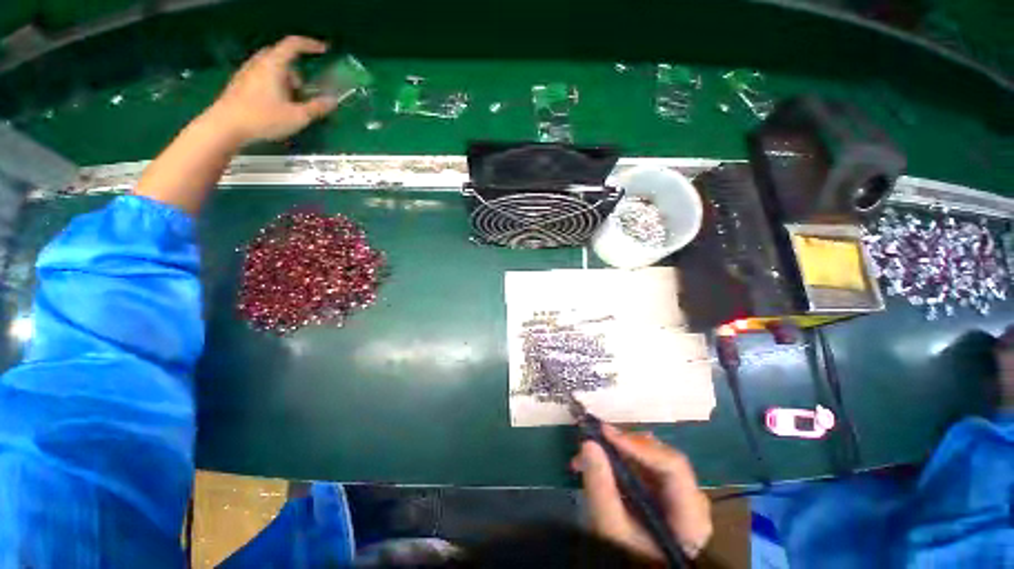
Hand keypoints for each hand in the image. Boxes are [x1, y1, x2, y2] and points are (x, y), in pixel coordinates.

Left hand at [206, 36, 340, 143]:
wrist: (225, 126)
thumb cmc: (263, 118)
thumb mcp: (297, 117)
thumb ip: (316, 108)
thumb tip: (332, 101)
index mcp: (273, 65)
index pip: (293, 45)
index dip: (310, 45)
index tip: (324, 50)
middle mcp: (258, 63)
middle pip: (281, 57)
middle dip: (296, 70)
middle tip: (304, 90)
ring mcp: (246, 73)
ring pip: (271, 68)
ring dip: (284, 80)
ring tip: (290, 102)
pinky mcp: (239, 84)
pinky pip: (261, 77)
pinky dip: (273, 85)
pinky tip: (276, 106)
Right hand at [573, 425, 712, 559]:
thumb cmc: (630, 557)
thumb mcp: (612, 528)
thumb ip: (601, 487)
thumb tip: (588, 443)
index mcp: (691, 514)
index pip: (673, 466)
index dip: (638, 445)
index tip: (605, 433)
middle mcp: (691, 497)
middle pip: (660, 456)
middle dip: (623, 445)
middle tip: (592, 440)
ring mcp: (679, 492)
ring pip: (649, 456)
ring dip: (617, 450)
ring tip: (587, 453)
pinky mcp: (664, 489)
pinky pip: (643, 463)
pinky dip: (619, 458)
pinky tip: (599, 460)